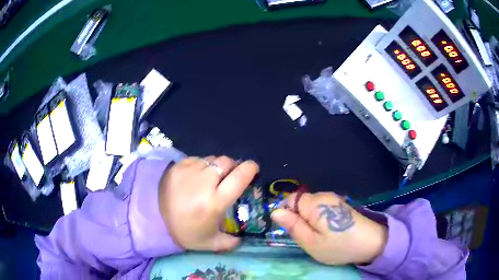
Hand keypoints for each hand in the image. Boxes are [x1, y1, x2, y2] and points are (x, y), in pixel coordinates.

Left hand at [159, 156, 258, 251]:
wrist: (154, 219)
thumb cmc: (184, 232)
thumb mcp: (210, 243)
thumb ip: (231, 242)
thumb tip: (242, 239)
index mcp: (215, 202)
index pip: (239, 177)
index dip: (250, 169)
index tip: (253, 169)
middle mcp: (204, 182)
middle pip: (227, 162)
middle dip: (233, 166)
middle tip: (230, 176)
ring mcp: (190, 170)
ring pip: (212, 159)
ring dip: (217, 166)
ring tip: (211, 178)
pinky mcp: (178, 165)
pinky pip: (197, 159)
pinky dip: (202, 165)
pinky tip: (196, 176)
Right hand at [271, 192, 386, 264]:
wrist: (371, 243)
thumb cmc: (338, 246)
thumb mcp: (311, 242)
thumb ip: (292, 226)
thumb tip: (275, 212)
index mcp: (315, 203)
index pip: (290, 199)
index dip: (287, 214)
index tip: (293, 230)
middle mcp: (324, 196)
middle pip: (301, 202)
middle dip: (299, 218)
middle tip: (307, 237)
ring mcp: (334, 199)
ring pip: (311, 207)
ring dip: (309, 220)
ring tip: (319, 236)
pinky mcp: (341, 205)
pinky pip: (322, 209)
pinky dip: (320, 219)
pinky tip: (329, 231)